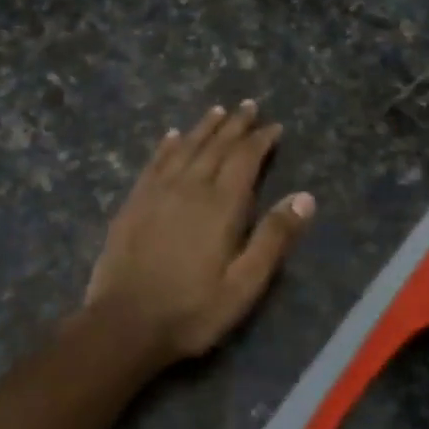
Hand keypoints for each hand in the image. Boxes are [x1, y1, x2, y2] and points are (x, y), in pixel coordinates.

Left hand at [85, 102, 315, 362]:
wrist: (123, 323)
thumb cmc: (191, 310)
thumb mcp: (244, 285)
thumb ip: (274, 238)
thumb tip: (305, 197)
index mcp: (221, 205)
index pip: (245, 159)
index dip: (261, 140)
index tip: (274, 126)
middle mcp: (190, 187)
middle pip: (216, 146)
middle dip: (235, 124)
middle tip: (248, 105)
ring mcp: (157, 192)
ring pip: (185, 147)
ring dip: (204, 127)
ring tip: (217, 110)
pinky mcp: (133, 202)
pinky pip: (154, 162)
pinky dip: (167, 145)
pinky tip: (172, 135)